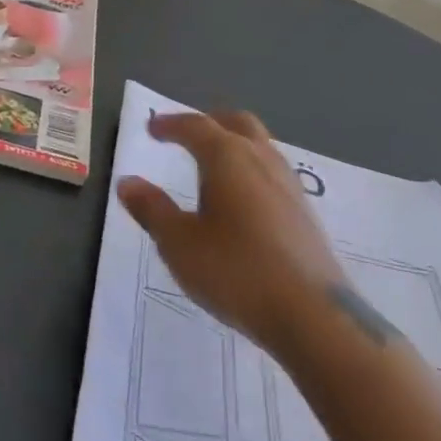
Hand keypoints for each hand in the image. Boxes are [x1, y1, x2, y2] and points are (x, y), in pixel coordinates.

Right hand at [118, 111, 345, 358]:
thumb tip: (128, 182)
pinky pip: (273, 174)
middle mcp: (262, 160)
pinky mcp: (305, 214)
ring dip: (235, 145)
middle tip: (186, 136)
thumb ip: (152, 209)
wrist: (313, 317)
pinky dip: (252, 171)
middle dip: (210, 123)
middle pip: (237, 124)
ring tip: (214, 166)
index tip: (151, 129)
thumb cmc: (235, 271)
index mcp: (227, 158)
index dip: (170, 124)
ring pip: (261, 147)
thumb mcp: (178, 243)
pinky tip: (242, 201)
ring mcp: (289, 186)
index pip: (195, 126)